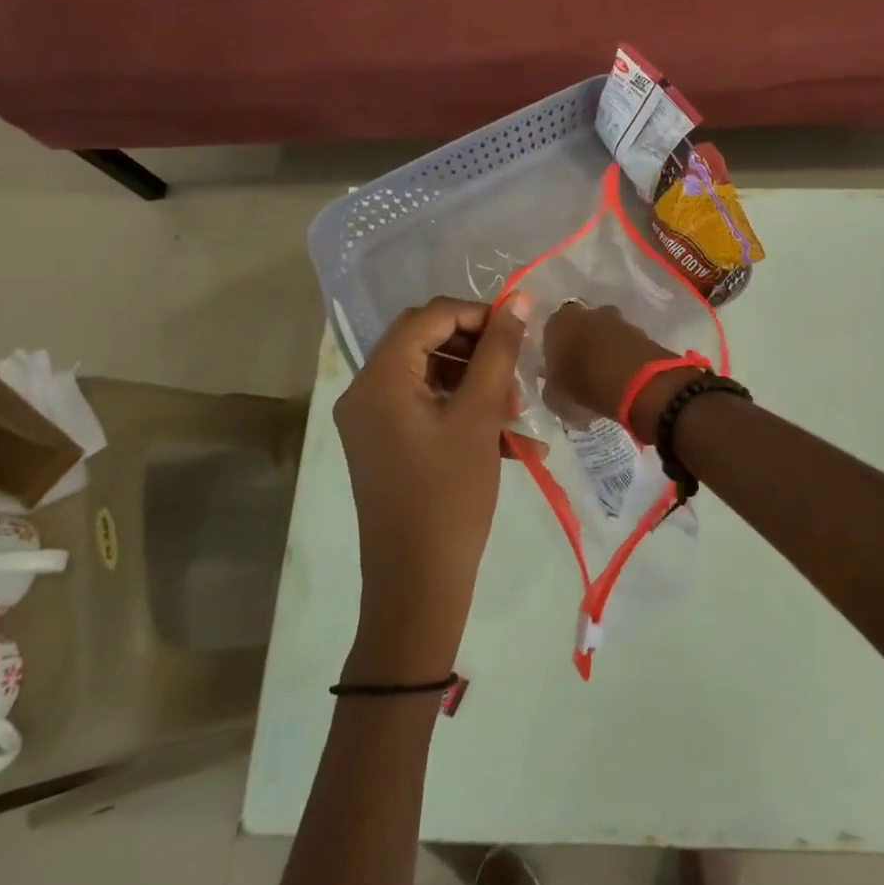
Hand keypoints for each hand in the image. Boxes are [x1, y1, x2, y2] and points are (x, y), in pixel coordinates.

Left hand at [332, 294, 529, 680]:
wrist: (418, 584)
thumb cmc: (450, 494)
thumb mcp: (480, 416)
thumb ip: (499, 351)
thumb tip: (519, 300)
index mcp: (379, 378)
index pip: (429, 317)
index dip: (477, 314)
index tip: (518, 333)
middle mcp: (364, 392)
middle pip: (424, 341)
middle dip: (475, 348)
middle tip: (514, 370)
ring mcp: (370, 421)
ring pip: (427, 374)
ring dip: (472, 380)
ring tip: (514, 410)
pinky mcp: (382, 445)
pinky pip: (422, 406)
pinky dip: (459, 408)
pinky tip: (502, 436)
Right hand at [541, 302, 690, 433]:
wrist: (638, 382)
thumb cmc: (586, 385)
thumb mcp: (556, 395)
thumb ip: (552, 385)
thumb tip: (554, 384)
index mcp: (559, 323)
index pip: (551, 331)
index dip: (556, 349)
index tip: (559, 368)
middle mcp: (587, 313)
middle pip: (581, 326)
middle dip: (582, 343)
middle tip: (582, 368)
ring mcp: (617, 319)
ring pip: (604, 332)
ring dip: (604, 347)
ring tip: (605, 373)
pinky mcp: (640, 330)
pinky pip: (624, 341)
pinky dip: (623, 353)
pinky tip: (622, 373)